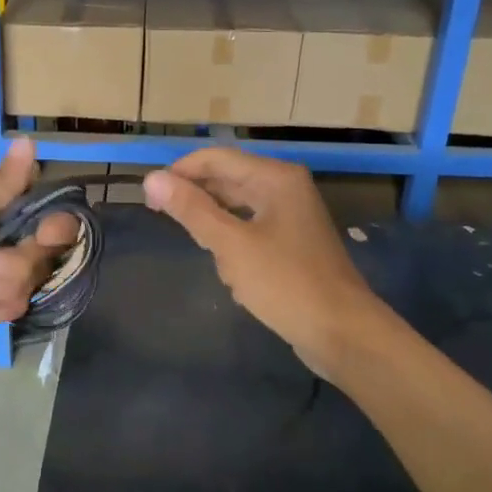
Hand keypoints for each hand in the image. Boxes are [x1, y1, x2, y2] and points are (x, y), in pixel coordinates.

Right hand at [143, 148, 392, 380]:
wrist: (342, 332)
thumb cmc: (285, 283)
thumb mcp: (231, 245)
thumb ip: (191, 210)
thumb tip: (152, 178)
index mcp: (275, 178)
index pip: (216, 158)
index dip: (180, 172)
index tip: (149, 196)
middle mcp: (285, 188)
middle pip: (227, 180)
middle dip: (197, 200)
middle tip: (162, 218)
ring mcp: (291, 217)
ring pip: (237, 208)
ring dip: (216, 227)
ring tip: (203, 251)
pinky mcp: (293, 244)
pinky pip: (251, 232)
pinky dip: (235, 245)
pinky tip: (230, 272)